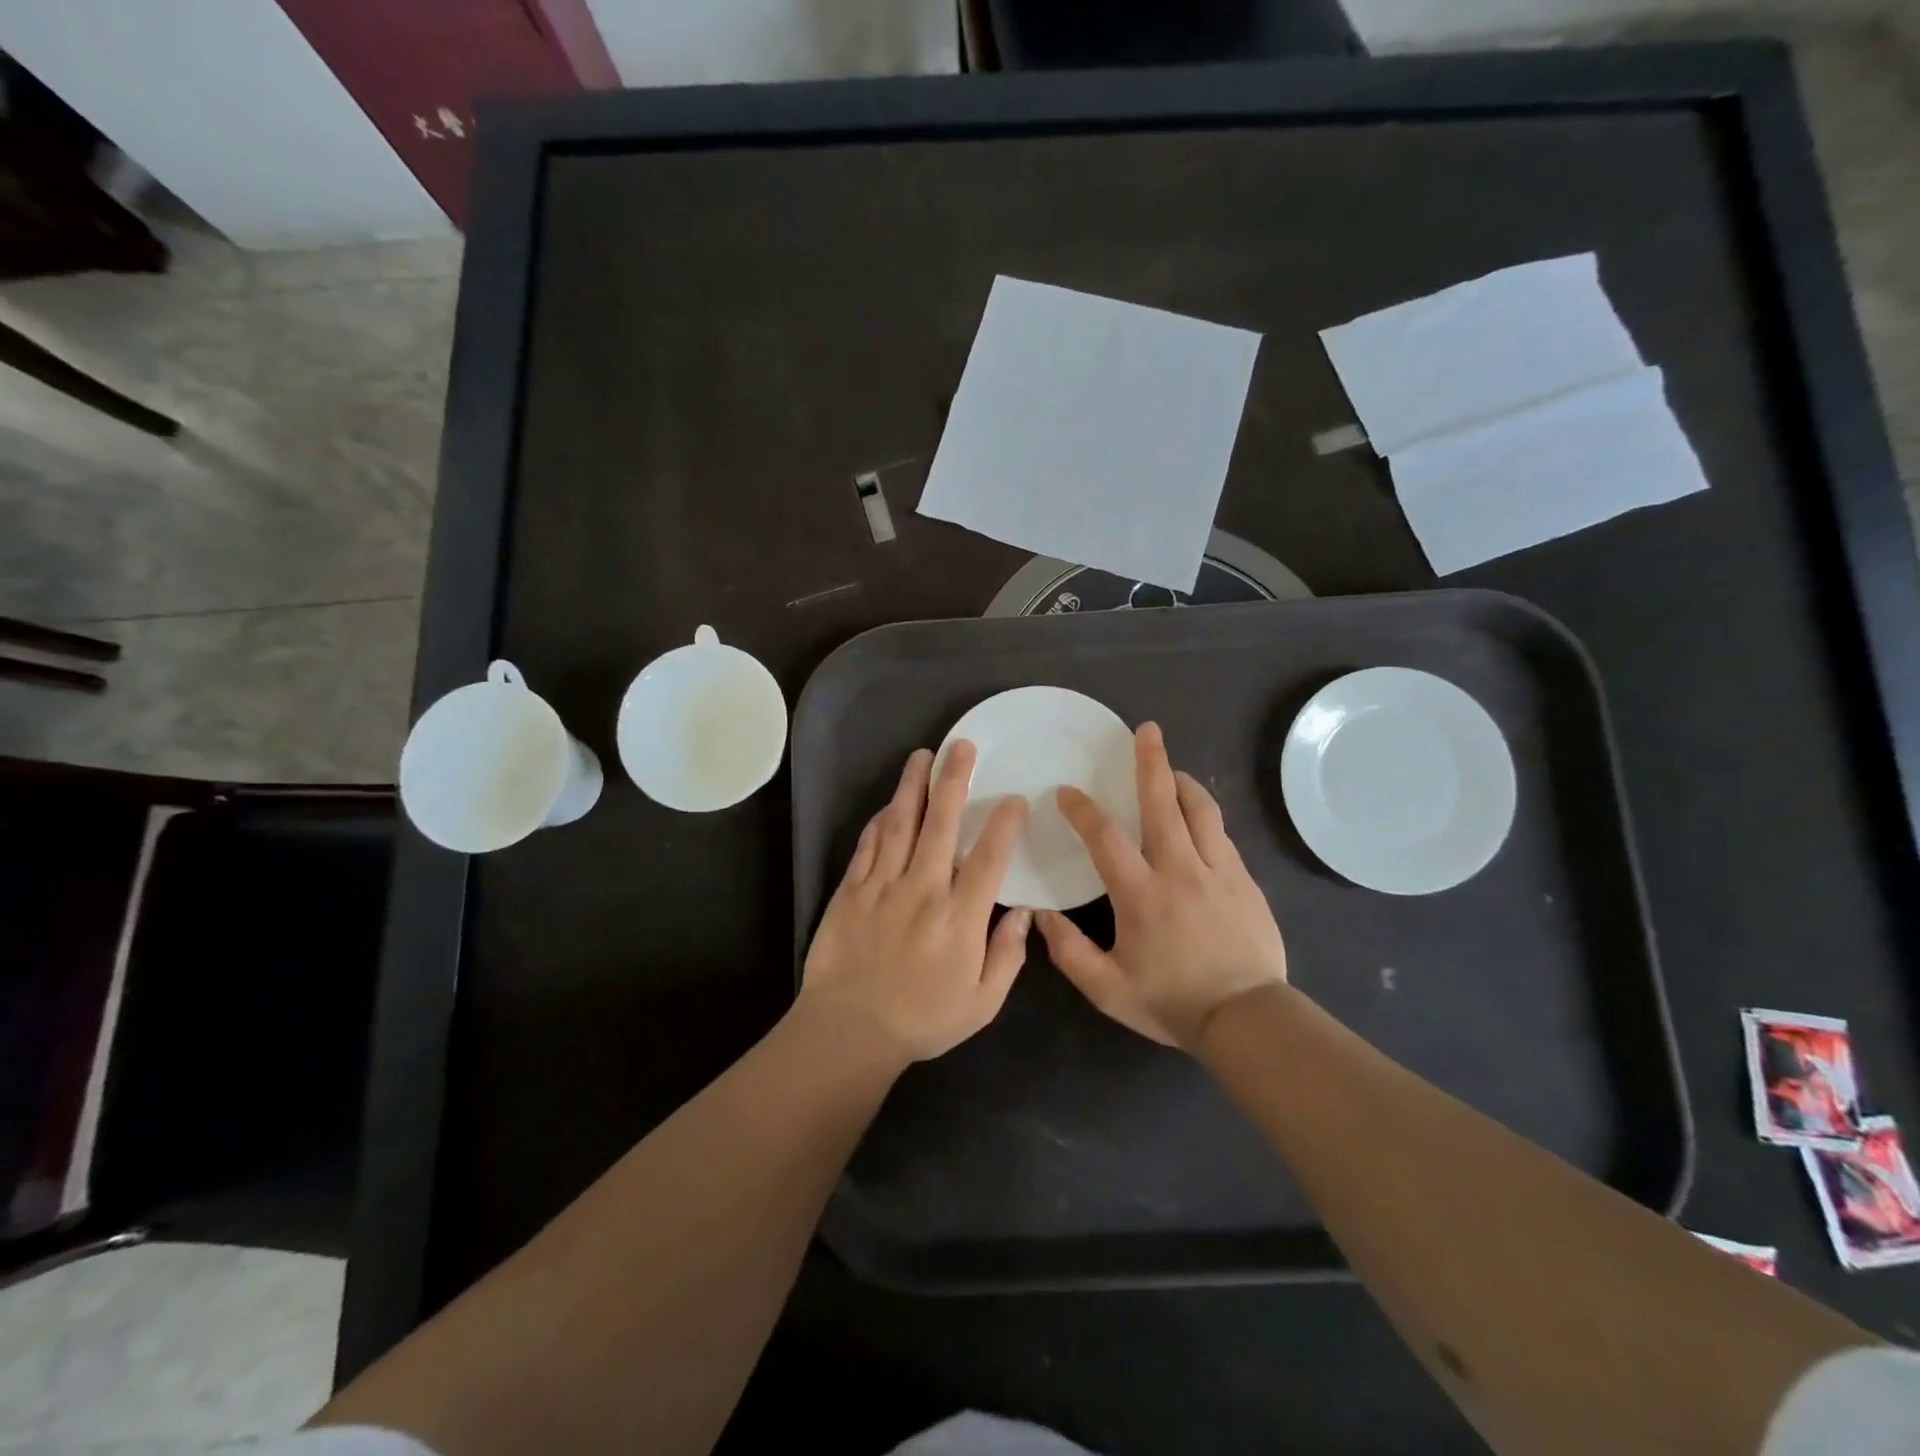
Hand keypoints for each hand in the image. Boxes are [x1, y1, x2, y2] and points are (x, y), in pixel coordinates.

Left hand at [799, 743, 1031, 1063]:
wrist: (850, 1030)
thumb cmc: (923, 1019)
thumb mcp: (982, 1003)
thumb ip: (1008, 956)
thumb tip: (1023, 912)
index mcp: (960, 916)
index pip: (989, 857)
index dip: (1004, 822)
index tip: (1014, 798)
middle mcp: (923, 889)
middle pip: (941, 823)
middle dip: (953, 780)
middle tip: (961, 746)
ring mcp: (883, 885)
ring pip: (900, 823)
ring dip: (912, 786)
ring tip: (921, 755)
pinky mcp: (851, 890)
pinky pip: (867, 845)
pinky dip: (878, 821)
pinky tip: (887, 804)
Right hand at [1036, 722, 1286, 1048]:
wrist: (1248, 1019)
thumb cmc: (1173, 1002)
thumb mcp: (1108, 989)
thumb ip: (1069, 951)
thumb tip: (1040, 914)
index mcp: (1141, 894)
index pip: (1106, 838)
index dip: (1082, 810)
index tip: (1066, 792)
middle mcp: (1180, 870)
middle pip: (1163, 803)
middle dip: (1151, 762)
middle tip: (1146, 730)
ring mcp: (1219, 871)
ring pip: (1201, 811)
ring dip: (1182, 782)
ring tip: (1170, 768)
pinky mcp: (1245, 880)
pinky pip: (1222, 835)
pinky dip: (1204, 815)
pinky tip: (1197, 816)